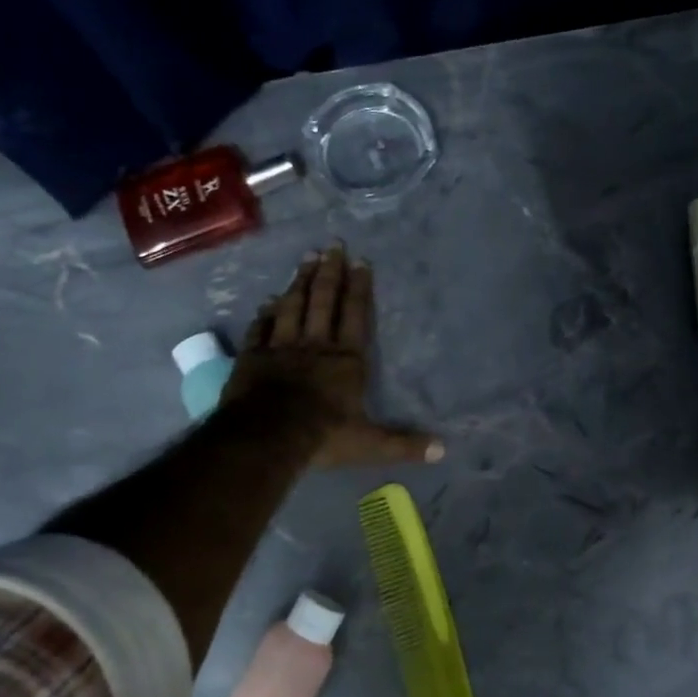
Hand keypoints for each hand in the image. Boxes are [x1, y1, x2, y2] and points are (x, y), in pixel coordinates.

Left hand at [224, 246, 442, 466]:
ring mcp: (281, 347)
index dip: (358, 287)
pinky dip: (265, 313)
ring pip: (292, 306)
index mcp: (346, 359)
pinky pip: (261, 328)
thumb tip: (444, 451)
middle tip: (332, 245)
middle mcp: (315, 345)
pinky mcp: (253, 357)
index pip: (354, 314)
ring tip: (306, 258)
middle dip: (329, 272)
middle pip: (322, 300)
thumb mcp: (370, 445)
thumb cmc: (322, 437)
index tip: (360, 261)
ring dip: (300, 281)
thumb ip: (404, 445)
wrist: (266, 438)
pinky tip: (268, 300)